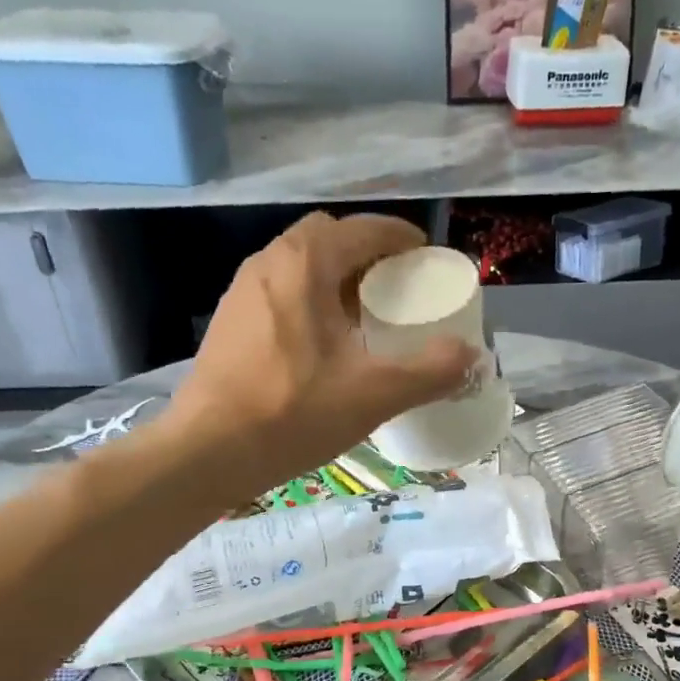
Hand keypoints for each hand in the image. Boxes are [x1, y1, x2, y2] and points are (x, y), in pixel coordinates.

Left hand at [162, 213, 476, 497]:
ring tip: (360, 316)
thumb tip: (471, 356)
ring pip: (298, 267)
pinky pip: (278, 295)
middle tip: (393, 287)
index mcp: (305, 263)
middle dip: (364, 254)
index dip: (398, 237)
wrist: (208, 451)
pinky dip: (307, 302)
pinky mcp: (227, 324)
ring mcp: (241, 293)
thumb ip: (431, 371)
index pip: (362, 229)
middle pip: (326, 240)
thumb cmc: (294, 413)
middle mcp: (268, 263)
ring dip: (333, 279)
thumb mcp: (375, 394)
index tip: (424, 256)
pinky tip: (320, 346)